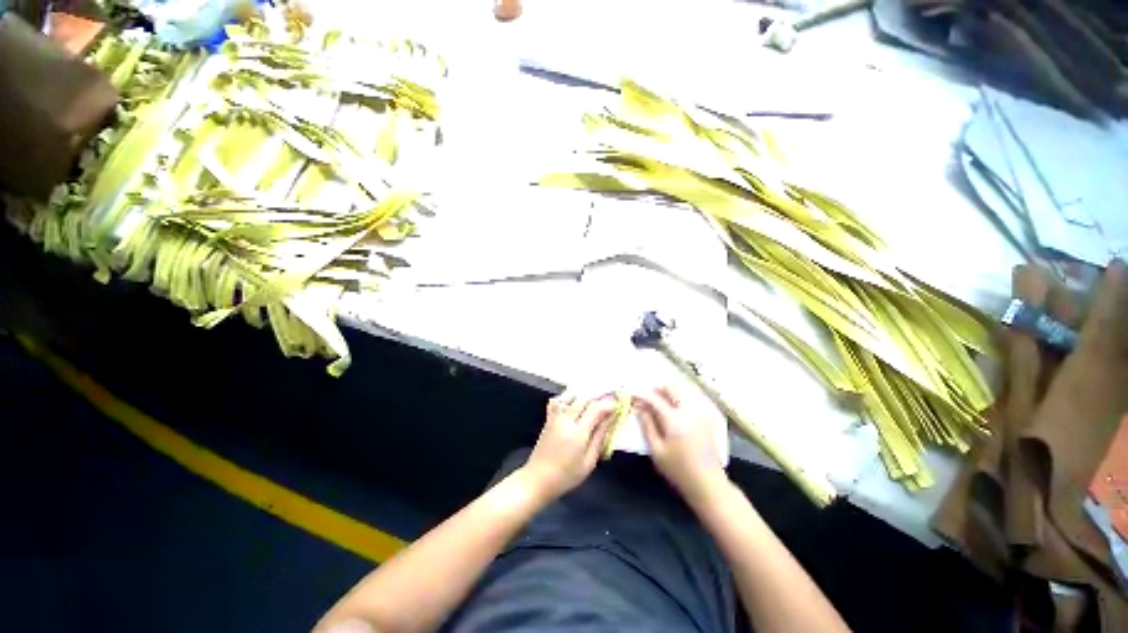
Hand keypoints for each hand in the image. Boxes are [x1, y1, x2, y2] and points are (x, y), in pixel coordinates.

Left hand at [520, 394, 615, 501]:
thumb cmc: (566, 476)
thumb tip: (611, 419)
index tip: (617, 405)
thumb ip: (600, 437)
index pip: (595, 408)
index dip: (608, 404)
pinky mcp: (548, 418)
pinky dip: (568, 398)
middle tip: (608, 404)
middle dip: (598, 398)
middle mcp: (565, 420)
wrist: (538, 479)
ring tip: (593, 404)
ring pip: (571, 396)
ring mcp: (555, 417)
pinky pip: (558, 400)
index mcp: (577, 433)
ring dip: (584, 397)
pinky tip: (575, 404)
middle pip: (584, 399)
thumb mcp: (589, 461)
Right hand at [634, 385, 727, 506]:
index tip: (633, 395)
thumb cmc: (678, 470)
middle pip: (672, 388)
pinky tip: (674, 406)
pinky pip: (692, 398)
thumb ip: (647, 425)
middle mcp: (690, 411)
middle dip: (657, 389)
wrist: (708, 483)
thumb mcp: (656, 450)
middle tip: (647, 396)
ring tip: (659, 399)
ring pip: (683, 390)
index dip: (642, 395)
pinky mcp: (707, 416)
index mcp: (675, 420)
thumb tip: (639, 407)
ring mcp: (701, 412)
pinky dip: (680, 396)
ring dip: (669, 391)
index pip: (655, 399)